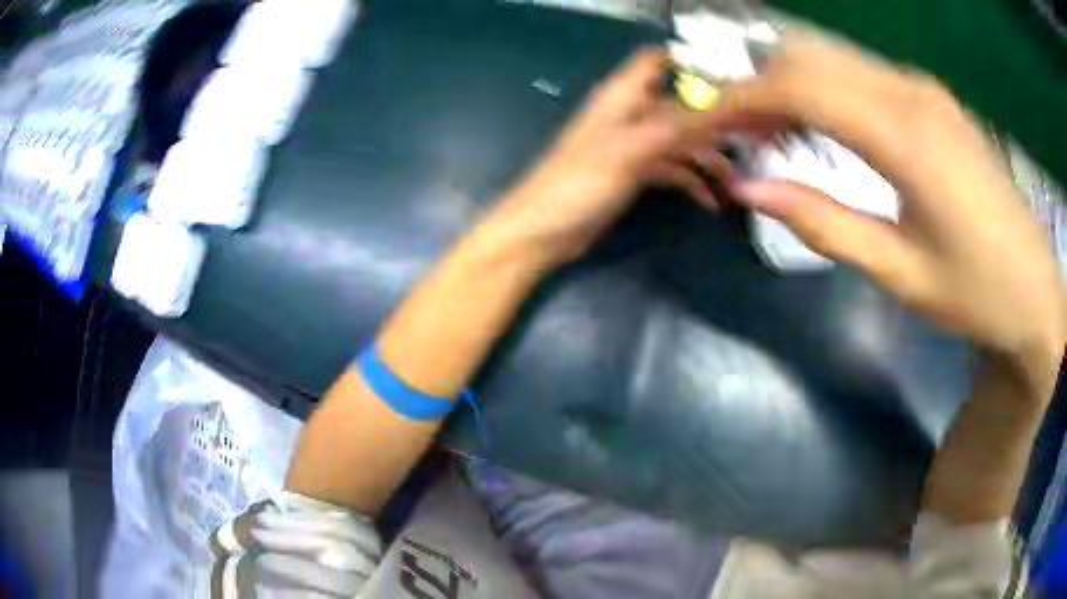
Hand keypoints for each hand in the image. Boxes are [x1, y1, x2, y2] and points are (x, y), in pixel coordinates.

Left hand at [478, 48, 726, 268]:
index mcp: (622, 97)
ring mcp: (633, 145)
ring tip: (735, 180)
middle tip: (752, 138)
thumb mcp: (631, 150)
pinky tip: (710, 200)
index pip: (657, 62)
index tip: (731, 82)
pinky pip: (671, 170)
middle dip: (714, 120)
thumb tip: (724, 107)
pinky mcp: (634, 173)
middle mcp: (630, 115)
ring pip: (680, 140)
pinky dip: (691, 181)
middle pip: (680, 105)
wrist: (543, 232)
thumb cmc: (578, 184)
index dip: (691, 63)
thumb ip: (677, 126)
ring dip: (707, 157)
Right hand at [712, 38, 1064, 391]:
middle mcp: (910, 91)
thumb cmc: (976, 295)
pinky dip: (827, 93)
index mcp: (905, 135)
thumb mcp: (899, 271)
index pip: (797, 85)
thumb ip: (822, 223)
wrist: (1035, 292)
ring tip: (776, 139)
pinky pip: (862, 75)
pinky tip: (827, 134)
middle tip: (738, 138)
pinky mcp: (933, 99)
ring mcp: (924, 89)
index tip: (701, 126)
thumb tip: (747, 189)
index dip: (739, 99)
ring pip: (834, 60)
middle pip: (809, 57)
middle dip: (759, 88)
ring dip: (792, 88)